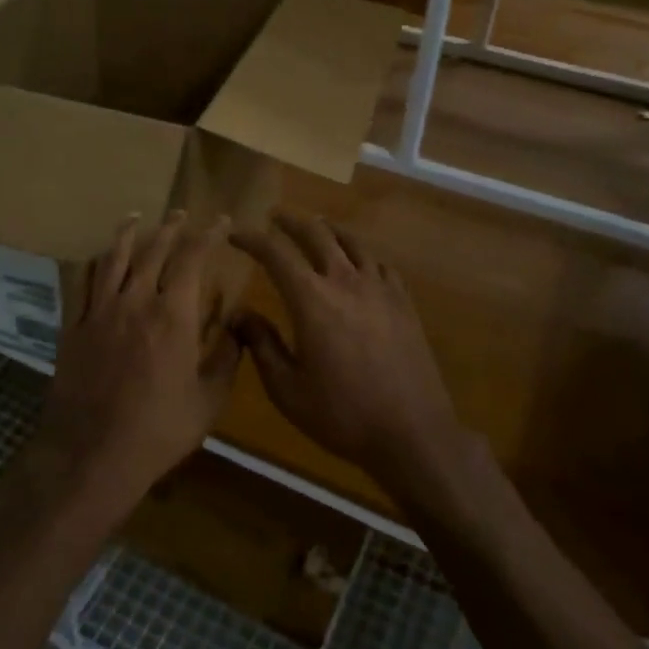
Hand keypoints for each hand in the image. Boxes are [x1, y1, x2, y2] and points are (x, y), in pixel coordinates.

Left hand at [26, 212, 241, 527]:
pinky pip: (81, 284)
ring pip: (113, 259)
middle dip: (171, 228)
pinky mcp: (73, 328)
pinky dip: (93, 264)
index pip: (193, 259)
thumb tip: (237, 327)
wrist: (93, 455)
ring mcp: (99, 313)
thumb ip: (227, 358)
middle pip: (153, 251)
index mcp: (174, 316)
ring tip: (136, 218)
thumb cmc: (160, 431)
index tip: (222, 221)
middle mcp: (136, 302)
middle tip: (181, 215)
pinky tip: (97, 259)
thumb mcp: (209, 400)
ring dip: (127, 234)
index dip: (209, 235)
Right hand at [231, 212, 476, 505]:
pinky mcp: (404, 302)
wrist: (412, 432)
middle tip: (275, 216)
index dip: (253, 239)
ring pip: (353, 242)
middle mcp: (346, 282)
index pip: (276, 254)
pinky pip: (380, 263)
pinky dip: (361, 253)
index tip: (236, 234)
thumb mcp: (287, 389)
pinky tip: (359, 261)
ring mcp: (380, 289)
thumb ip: (262, 345)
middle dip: (292, 221)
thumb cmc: (342, 414)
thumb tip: (240, 314)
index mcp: (312, 300)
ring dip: (329, 229)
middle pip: (317, 234)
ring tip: (317, 226)